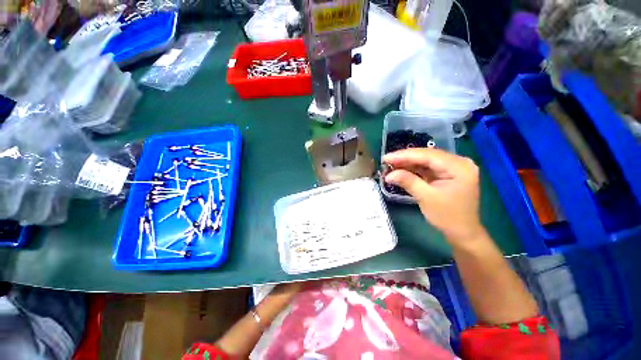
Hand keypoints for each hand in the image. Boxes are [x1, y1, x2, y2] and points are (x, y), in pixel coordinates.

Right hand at [383, 148, 485, 244]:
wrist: (462, 232)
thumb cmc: (447, 216)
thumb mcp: (426, 198)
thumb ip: (408, 182)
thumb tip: (388, 175)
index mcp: (459, 167)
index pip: (427, 155)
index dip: (404, 155)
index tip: (385, 158)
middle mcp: (458, 162)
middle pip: (427, 155)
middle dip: (404, 158)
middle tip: (385, 161)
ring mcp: (453, 167)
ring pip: (425, 160)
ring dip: (407, 163)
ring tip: (390, 165)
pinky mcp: (446, 173)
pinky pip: (427, 167)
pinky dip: (413, 169)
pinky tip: (401, 169)